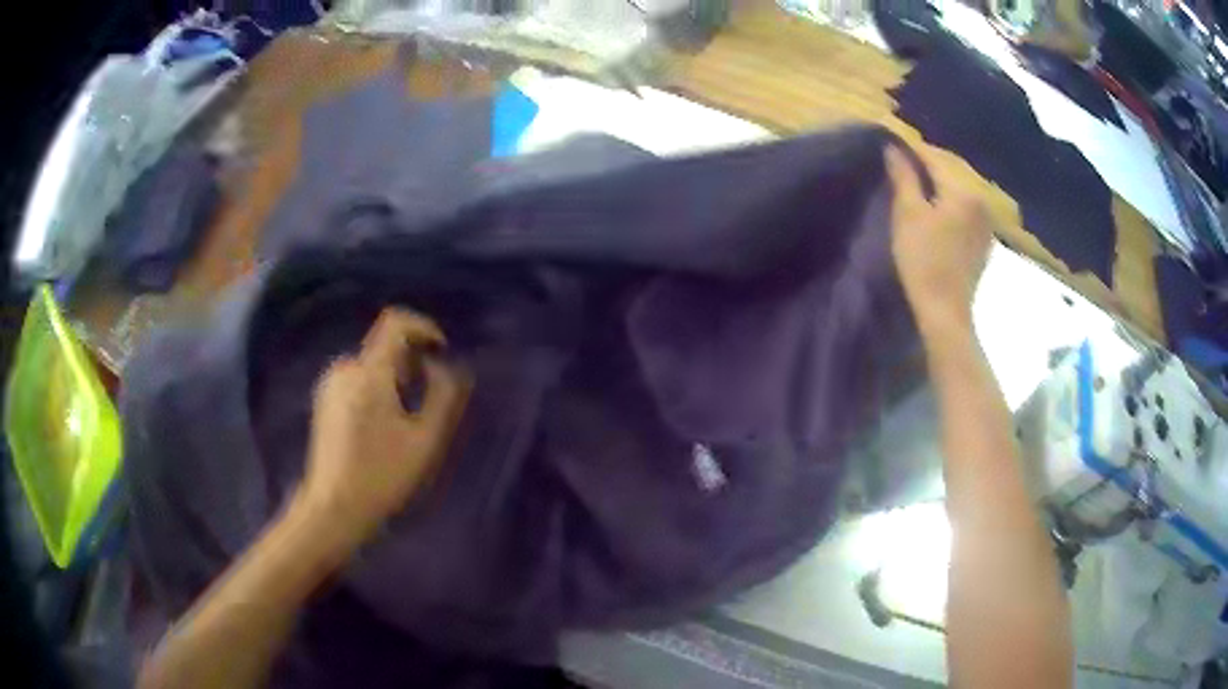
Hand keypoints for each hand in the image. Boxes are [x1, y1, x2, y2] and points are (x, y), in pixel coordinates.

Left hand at [298, 308, 470, 547]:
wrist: (333, 508)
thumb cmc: (382, 475)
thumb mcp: (425, 440)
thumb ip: (443, 396)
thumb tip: (446, 366)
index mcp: (369, 372)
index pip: (396, 322)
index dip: (424, 327)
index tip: (441, 353)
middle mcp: (346, 368)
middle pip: (385, 345)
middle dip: (412, 362)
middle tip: (427, 400)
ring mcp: (331, 384)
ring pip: (372, 363)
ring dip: (395, 377)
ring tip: (406, 418)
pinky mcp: (324, 400)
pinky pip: (358, 378)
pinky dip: (377, 387)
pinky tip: (382, 426)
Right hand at [885, 146, 993, 335]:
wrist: (945, 311)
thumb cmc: (923, 261)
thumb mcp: (907, 214)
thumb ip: (903, 176)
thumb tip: (893, 147)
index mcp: (963, 190)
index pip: (934, 157)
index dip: (912, 149)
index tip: (892, 143)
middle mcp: (981, 199)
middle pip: (950, 171)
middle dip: (927, 164)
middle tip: (902, 161)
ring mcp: (986, 220)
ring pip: (959, 188)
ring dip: (940, 182)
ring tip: (918, 182)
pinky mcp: (985, 238)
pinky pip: (967, 207)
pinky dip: (951, 201)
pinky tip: (938, 207)